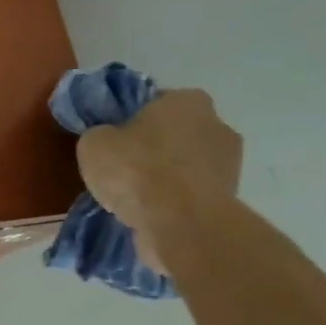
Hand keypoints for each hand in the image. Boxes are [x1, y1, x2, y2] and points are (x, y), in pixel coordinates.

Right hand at [75, 89, 241, 274]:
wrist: (181, 224)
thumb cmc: (137, 169)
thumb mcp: (94, 143)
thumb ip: (101, 135)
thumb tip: (107, 140)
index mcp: (188, 100)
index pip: (157, 102)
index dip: (134, 119)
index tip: (116, 138)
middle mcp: (218, 125)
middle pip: (177, 134)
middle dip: (156, 148)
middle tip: (126, 167)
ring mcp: (231, 165)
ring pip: (187, 166)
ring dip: (168, 177)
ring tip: (136, 198)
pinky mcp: (232, 201)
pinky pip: (194, 195)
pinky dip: (177, 202)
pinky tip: (153, 215)